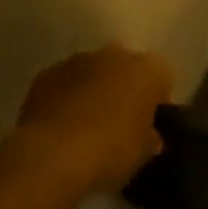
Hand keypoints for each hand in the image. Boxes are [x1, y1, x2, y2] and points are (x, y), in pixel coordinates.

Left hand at [14, 45, 172, 193]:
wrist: (53, 154)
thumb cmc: (111, 149)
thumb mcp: (144, 153)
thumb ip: (150, 138)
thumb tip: (148, 136)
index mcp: (147, 69)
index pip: (161, 78)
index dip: (156, 102)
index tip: (149, 126)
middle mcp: (114, 55)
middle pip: (125, 69)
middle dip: (123, 90)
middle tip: (119, 124)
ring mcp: (77, 61)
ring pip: (92, 74)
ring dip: (92, 92)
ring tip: (86, 127)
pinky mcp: (46, 74)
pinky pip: (64, 85)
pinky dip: (65, 99)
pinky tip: (61, 127)